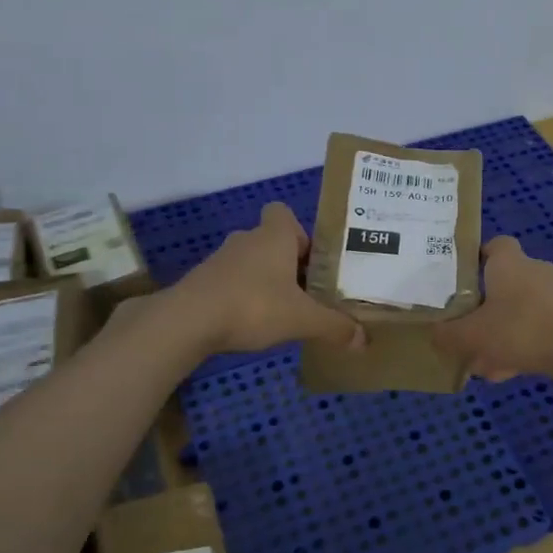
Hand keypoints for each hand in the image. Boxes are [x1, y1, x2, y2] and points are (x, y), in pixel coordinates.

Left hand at [174, 203, 364, 354]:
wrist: (189, 321)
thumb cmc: (254, 306)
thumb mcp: (303, 319)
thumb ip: (335, 326)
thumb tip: (364, 339)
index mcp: (274, 236)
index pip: (283, 213)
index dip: (299, 233)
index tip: (312, 261)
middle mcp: (247, 240)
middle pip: (272, 242)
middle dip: (289, 264)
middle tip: (307, 294)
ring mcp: (220, 260)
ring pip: (251, 263)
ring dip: (265, 282)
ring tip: (282, 312)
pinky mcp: (203, 282)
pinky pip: (231, 283)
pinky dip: (243, 297)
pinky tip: (251, 324)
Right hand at [433, 236, 552, 381]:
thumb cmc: (520, 330)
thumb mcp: (471, 335)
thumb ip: (447, 334)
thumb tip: (433, 333)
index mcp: (509, 262)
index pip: (493, 245)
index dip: (475, 259)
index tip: (458, 280)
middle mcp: (533, 271)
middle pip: (502, 283)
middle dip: (483, 307)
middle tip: (465, 328)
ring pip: (518, 311)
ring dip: (501, 333)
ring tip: (483, 362)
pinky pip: (535, 329)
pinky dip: (520, 347)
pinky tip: (507, 373)